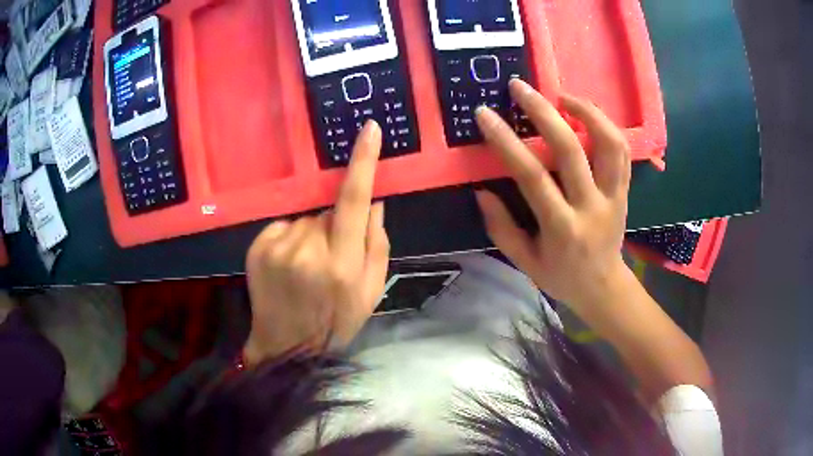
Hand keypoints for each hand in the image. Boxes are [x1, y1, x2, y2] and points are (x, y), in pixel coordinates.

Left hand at [243, 121, 388, 365]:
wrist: (285, 347)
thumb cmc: (336, 322)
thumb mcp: (371, 291)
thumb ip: (377, 243)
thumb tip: (374, 201)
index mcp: (342, 263)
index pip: (354, 201)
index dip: (362, 162)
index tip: (368, 129)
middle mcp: (307, 249)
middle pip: (329, 211)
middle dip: (337, 225)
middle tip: (333, 259)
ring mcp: (278, 246)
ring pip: (307, 219)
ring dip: (313, 234)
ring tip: (308, 268)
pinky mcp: (258, 246)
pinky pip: (285, 225)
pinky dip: (291, 238)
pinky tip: (289, 266)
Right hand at [474, 79, 631, 310]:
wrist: (603, 286)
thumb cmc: (561, 276)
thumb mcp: (524, 262)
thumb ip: (501, 227)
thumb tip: (481, 190)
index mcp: (562, 228)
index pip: (532, 176)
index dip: (507, 141)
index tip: (485, 114)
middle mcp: (591, 207)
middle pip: (570, 149)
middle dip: (542, 111)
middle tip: (519, 87)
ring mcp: (614, 196)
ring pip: (608, 143)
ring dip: (586, 111)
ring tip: (561, 96)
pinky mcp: (626, 191)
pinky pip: (622, 151)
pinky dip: (606, 125)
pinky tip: (586, 114)